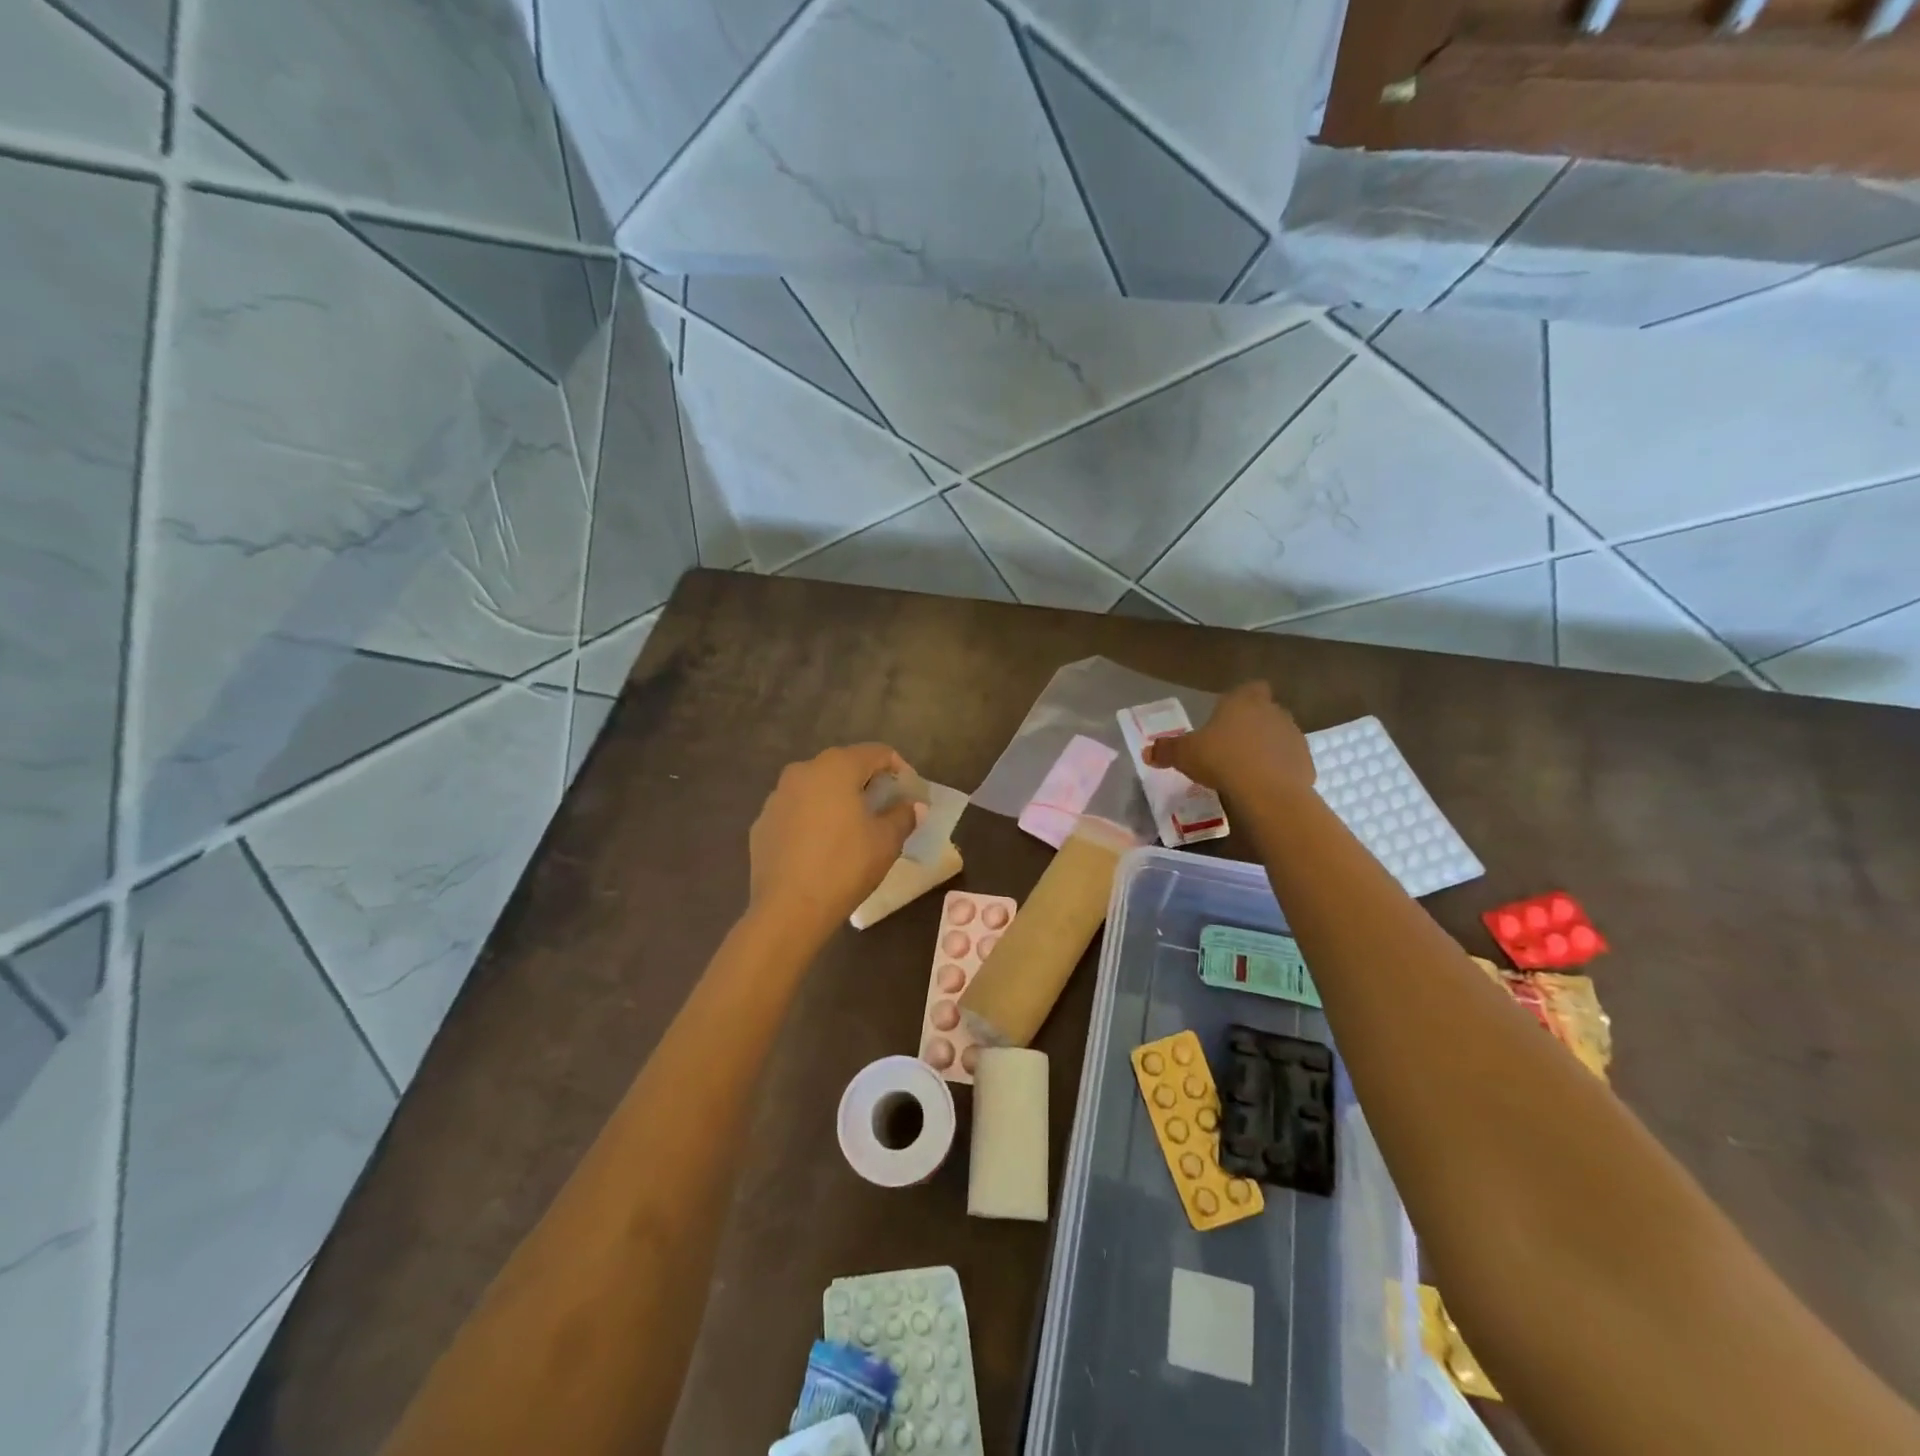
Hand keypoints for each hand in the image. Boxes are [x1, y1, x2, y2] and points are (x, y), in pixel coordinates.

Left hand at [748, 743, 924, 940]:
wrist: (788, 909)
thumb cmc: (845, 866)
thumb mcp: (886, 841)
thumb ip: (903, 816)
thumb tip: (912, 806)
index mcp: (836, 767)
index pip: (877, 752)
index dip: (899, 769)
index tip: (910, 795)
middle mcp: (802, 771)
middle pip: (844, 766)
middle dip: (867, 783)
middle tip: (885, 810)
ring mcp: (777, 797)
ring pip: (817, 788)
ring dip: (838, 800)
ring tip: (853, 830)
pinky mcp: (762, 823)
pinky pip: (796, 811)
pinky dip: (813, 819)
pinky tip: (822, 848)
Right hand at [1143, 682, 1314, 800]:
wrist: (1266, 791)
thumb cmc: (1221, 759)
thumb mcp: (1184, 755)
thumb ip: (1166, 750)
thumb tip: (1147, 752)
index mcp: (1245, 700)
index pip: (1250, 687)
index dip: (1240, 699)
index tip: (1227, 717)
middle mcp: (1274, 711)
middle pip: (1265, 712)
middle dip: (1252, 726)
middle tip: (1230, 746)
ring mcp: (1294, 736)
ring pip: (1279, 737)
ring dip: (1266, 748)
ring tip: (1245, 770)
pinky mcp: (1306, 762)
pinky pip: (1289, 762)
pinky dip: (1278, 771)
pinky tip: (1262, 787)